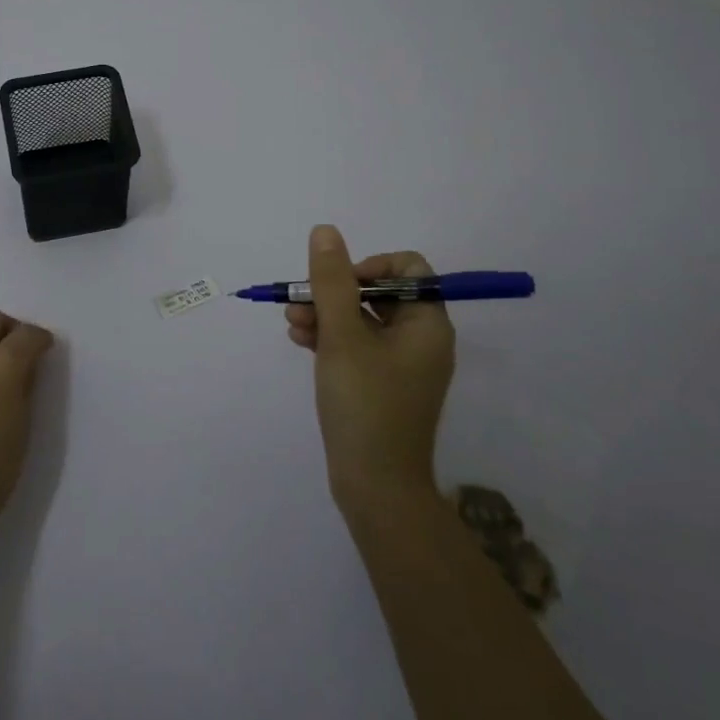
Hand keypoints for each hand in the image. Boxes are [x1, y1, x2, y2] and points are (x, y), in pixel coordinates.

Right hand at [285, 225, 455, 512]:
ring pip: (363, 320)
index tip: (339, 283)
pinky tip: (299, 341)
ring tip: (292, 324)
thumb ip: (331, 281)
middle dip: (335, 293)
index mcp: (427, 323)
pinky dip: (331, 339)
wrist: (376, 488)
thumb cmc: (365, 404)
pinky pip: (358, 347)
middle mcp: (421, 340)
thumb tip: (326, 231)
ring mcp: (402, 365)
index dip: (370, 266)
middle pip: (379, 293)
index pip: (408, 269)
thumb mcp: (342, 335)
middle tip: (301, 302)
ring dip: (326, 315)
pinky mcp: (383, 386)